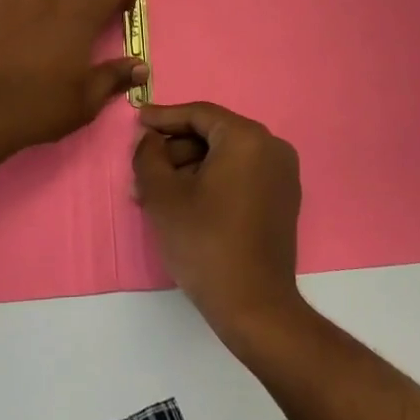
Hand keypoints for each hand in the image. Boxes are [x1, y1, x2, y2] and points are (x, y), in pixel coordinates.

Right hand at [132, 101, 304, 340]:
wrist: (254, 306)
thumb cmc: (204, 242)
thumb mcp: (163, 195)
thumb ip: (148, 155)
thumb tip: (149, 139)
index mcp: (247, 138)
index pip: (198, 114)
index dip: (163, 117)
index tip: (137, 121)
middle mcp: (271, 148)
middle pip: (212, 136)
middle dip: (173, 151)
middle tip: (140, 169)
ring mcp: (282, 175)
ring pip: (224, 158)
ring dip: (187, 170)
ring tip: (152, 194)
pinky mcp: (282, 200)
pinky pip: (240, 176)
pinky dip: (210, 182)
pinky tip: (181, 203)